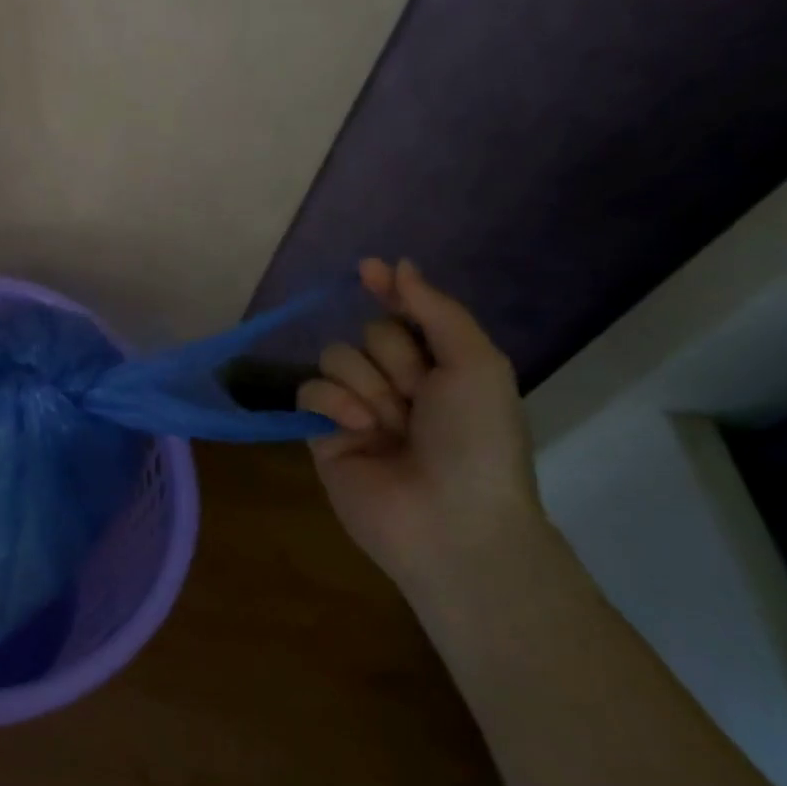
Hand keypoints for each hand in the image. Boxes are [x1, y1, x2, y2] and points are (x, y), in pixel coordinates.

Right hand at [297, 258, 543, 590]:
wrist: (451, 520)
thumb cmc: (477, 441)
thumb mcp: (475, 365)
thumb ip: (435, 310)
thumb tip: (398, 265)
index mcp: (442, 368)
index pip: (405, 314)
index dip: (388, 290)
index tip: (368, 268)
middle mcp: (397, 383)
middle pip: (369, 334)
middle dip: (393, 360)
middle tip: (418, 398)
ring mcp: (356, 407)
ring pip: (336, 358)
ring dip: (365, 385)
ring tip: (388, 424)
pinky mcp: (321, 432)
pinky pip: (309, 390)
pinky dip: (333, 404)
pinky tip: (358, 429)